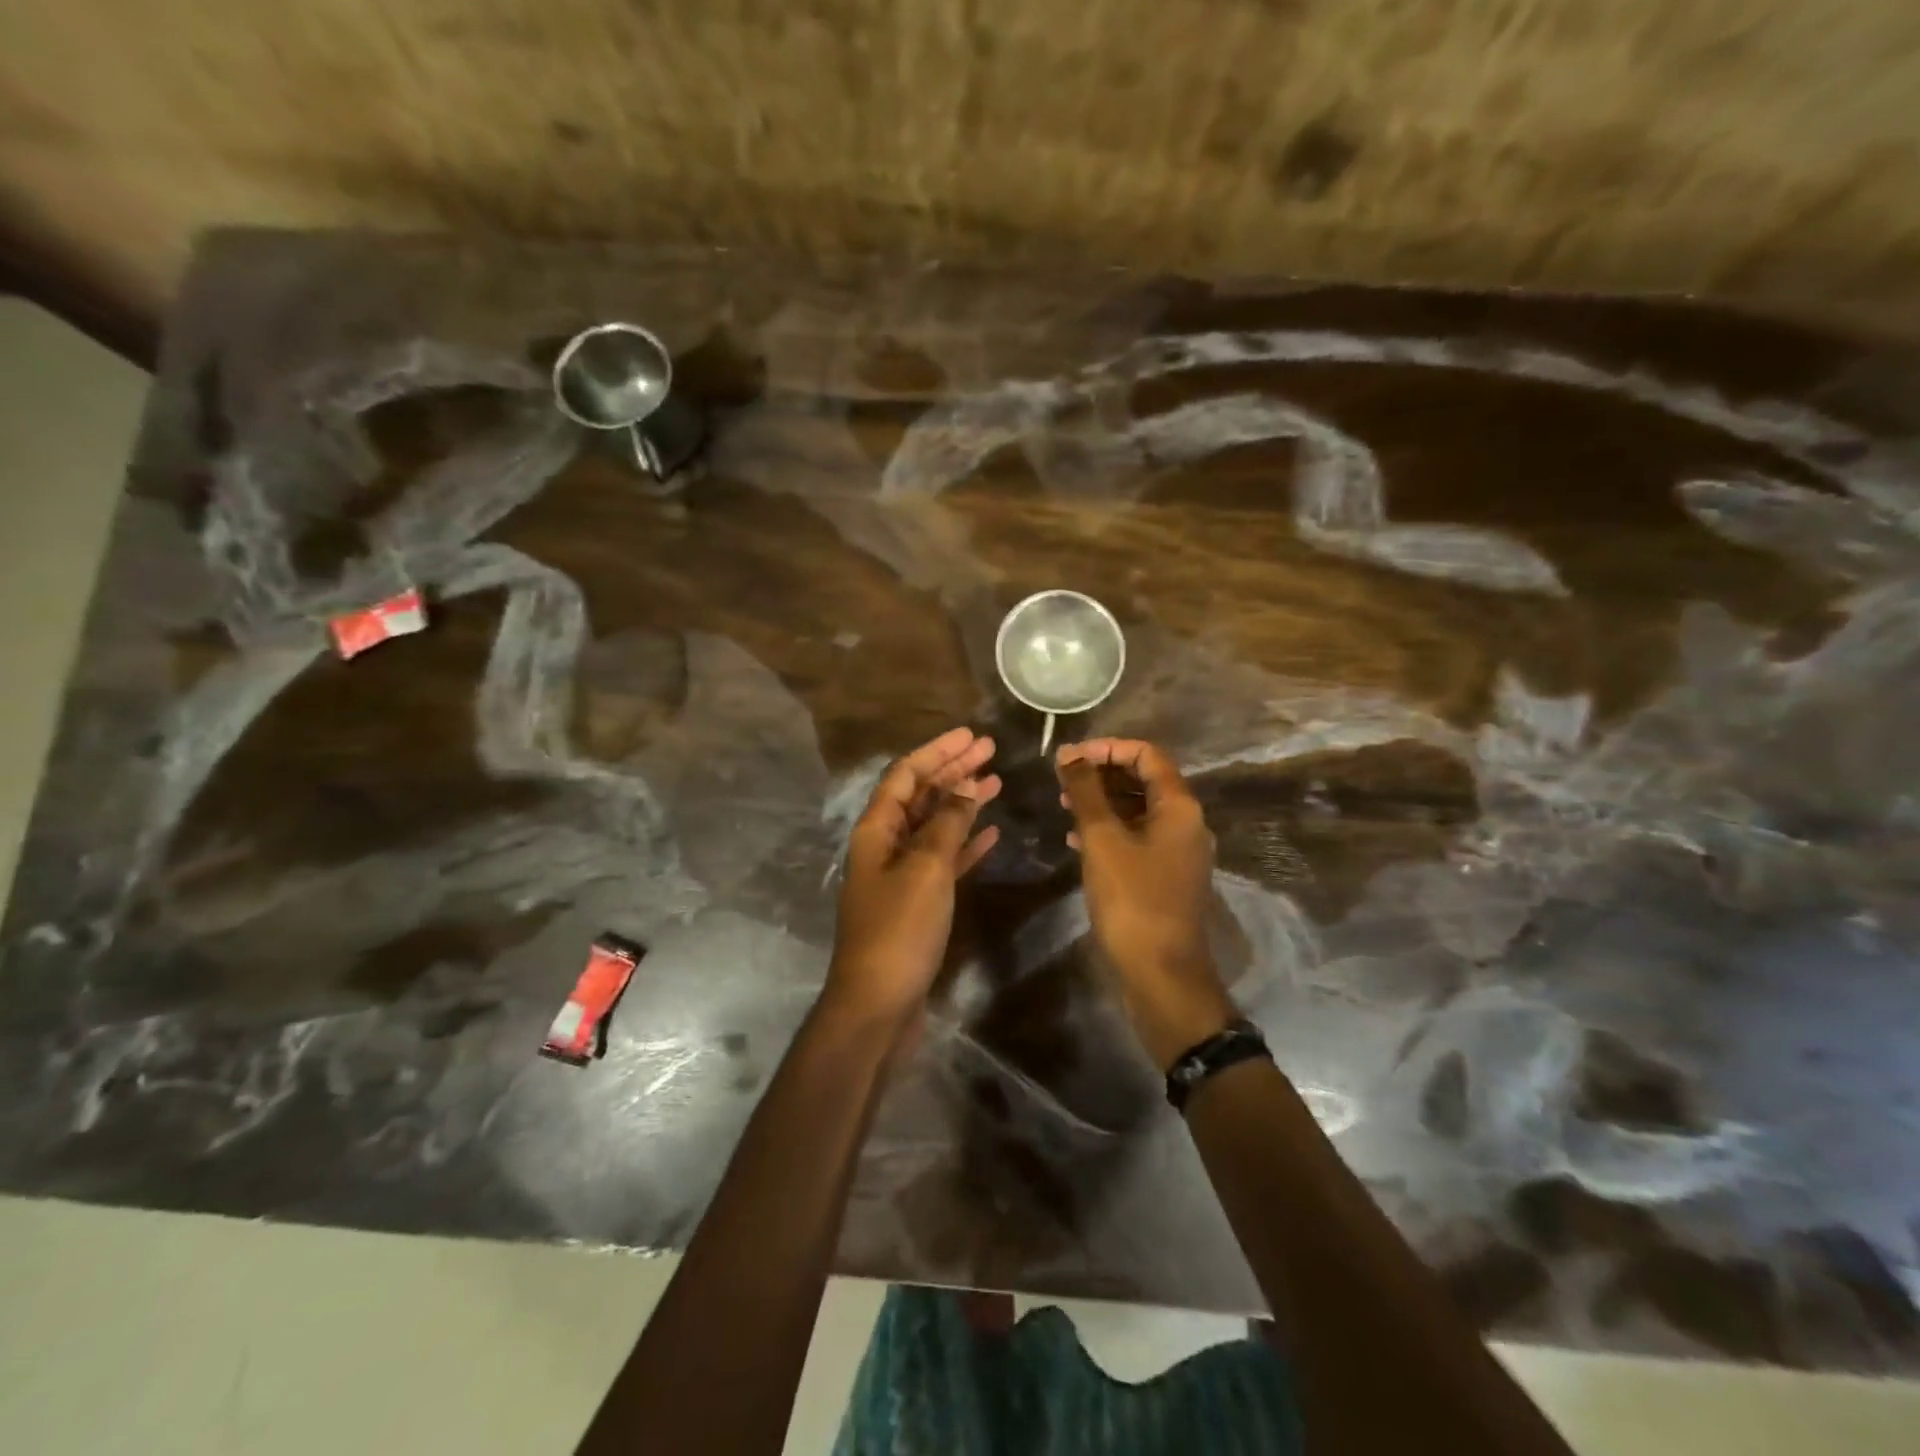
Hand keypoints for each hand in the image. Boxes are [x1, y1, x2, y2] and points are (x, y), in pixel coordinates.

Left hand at [826, 727, 1001, 1028]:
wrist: (879, 1003)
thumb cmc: (900, 929)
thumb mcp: (926, 868)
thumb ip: (946, 824)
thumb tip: (964, 787)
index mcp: (876, 829)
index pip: (906, 774)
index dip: (938, 751)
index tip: (971, 735)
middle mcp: (885, 844)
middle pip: (920, 794)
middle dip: (953, 770)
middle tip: (990, 749)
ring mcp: (901, 873)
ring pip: (934, 825)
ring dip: (962, 802)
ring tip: (996, 781)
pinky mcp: (917, 900)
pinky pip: (944, 858)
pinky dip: (965, 842)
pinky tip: (991, 831)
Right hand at [1057, 738, 1235, 1069]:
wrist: (1161, 974)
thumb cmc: (1132, 899)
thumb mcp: (1103, 840)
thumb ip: (1086, 792)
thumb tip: (1069, 755)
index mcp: (1179, 806)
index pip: (1146, 754)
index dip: (1107, 748)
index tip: (1070, 758)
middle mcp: (1186, 822)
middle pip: (1143, 780)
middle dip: (1101, 774)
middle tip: (1062, 782)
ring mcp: (1178, 851)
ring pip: (1138, 810)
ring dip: (1102, 802)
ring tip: (1064, 806)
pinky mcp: (1165, 876)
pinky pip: (1137, 838)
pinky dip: (1109, 831)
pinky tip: (1077, 840)